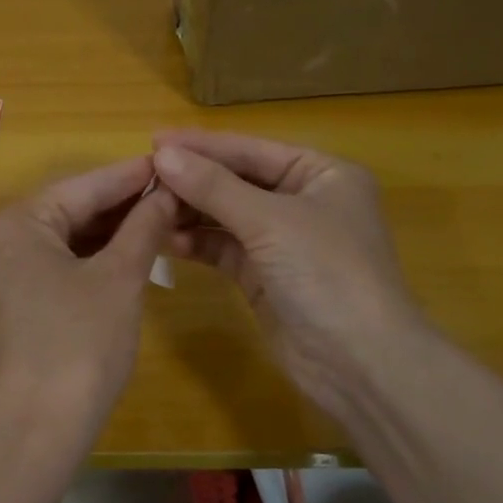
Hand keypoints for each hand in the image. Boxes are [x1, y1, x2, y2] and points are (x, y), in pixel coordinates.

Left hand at [0, 157, 175, 432]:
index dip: (132, 176)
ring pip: (67, 238)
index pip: (84, 186)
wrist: (37, 429)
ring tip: (161, 217)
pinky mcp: (14, 301)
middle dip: (123, 205)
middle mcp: (0, 239)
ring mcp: (3, 272)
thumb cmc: (80, 345)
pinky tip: (130, 251)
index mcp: (17, 223)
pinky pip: (58, 264)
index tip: (172, 161)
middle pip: (72, 209)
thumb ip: (143, 227)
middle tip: (174, 191)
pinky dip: (93, 258)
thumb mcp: (119, 278)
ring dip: (111, 232)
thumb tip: (166, 193)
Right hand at [152, 130, 424, 433]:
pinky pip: (223, 248)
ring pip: (227, 216)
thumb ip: (214, 187)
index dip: (203, 146)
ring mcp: (283, 241)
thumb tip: (163, 154)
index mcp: (322, 174)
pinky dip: (197, 242)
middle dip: (193, 180)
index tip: (153, 140)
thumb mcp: (270, 221)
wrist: (359, 363)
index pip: (252, 150)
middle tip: (142, 176)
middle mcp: (303, 201)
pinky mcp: (264, 276)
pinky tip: (166, 239)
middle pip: (237, 181)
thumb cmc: (327, 273)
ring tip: (147, 208)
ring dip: (190, 211)